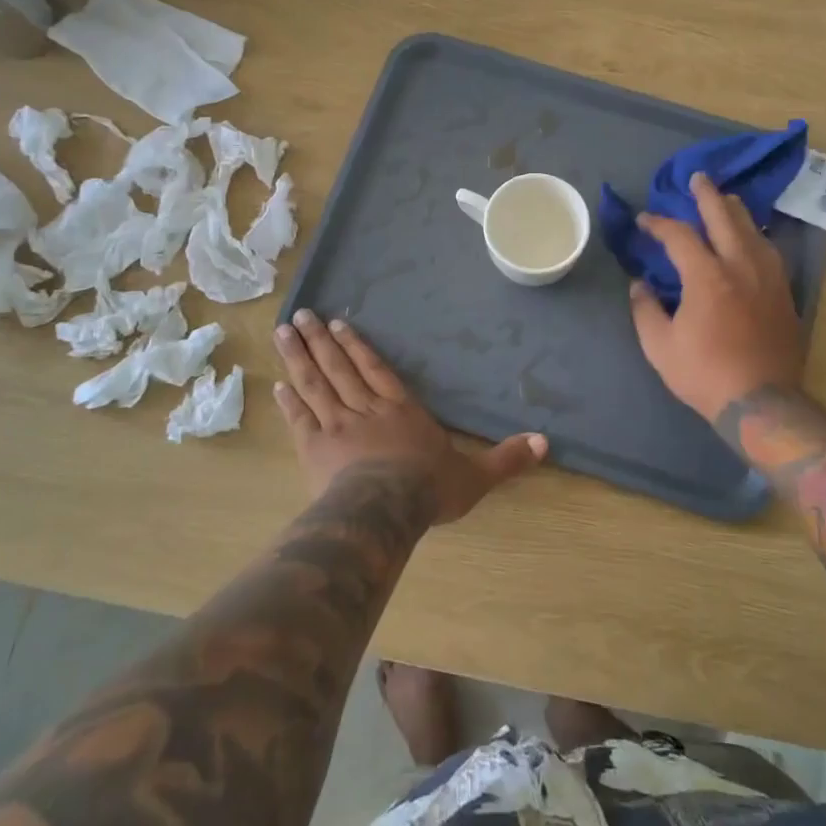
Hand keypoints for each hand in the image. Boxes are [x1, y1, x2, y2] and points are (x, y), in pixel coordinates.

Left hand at [274, 309, 546, 523]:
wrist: (385, 510)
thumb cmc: (429, 488)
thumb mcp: (476, 475)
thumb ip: (507, 457)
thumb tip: (547, 442)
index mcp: (401, 410)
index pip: (377, 370)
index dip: (358, 347)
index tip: (339, 324)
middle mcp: (366, 409)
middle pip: (339, 369)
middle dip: (320, 341)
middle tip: (301, 315)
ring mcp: (337, 426)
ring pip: (315, 385)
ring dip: (299, 358)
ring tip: (283, 333)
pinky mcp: (315, 448)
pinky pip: (300, 418)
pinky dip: (289, 401)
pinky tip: (278, 384)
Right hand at [629, 173, 804, 421]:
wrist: (761, 402)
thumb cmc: (704, 373)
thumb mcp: (660, 345)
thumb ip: (645, 309)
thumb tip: (639, 285)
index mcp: (706, 276)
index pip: (679, 235)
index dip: (658, 223)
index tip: (644, 220)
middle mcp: (740, 266)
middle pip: (724, 217)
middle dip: (707, 195)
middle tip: (697, 179)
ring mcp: (768, 278)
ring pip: (753, 230)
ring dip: (735, 211)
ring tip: (725, 200)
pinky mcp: (784, 293)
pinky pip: (769, 250)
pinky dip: (754, 235)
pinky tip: (751, 237)